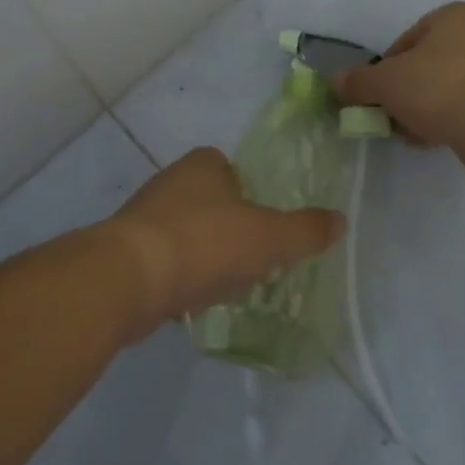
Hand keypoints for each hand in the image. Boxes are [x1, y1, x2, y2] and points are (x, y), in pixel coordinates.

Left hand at [108, 147, 342, 338]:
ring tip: (224, 286)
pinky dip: (180, 277)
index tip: (265, 227)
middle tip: (251, 261)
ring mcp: (143, 215)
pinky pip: (164, 260)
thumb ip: (306, 230)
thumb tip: (339, 220)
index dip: (252, 196)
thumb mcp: (269, 237)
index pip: (233, 170)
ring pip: (186, 233)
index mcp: (203, 164)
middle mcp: (170, 180)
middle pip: (211, 202)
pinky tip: (191, 300)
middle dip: (229, 230)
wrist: (128, 278)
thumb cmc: (205, 243)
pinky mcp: (125, 250)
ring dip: (204, 256)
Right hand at [333, 2, 464, 147]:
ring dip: (425, 109)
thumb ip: (358, 81)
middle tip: (392, 117)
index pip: (406, 42)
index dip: (385, 71)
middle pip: (426, 65)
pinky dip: (449, 119)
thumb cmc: (438, 88)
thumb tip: (335, 81)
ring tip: (412, 133)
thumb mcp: (385, 83)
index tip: (378, 96)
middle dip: (406, 93)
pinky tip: (435, 138)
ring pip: (446, 88)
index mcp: (454, 15)